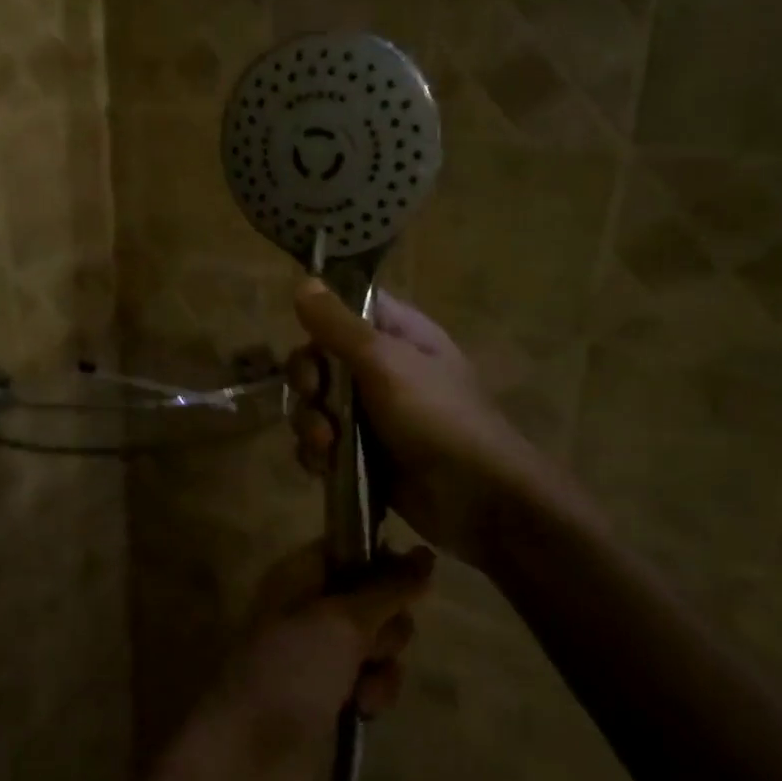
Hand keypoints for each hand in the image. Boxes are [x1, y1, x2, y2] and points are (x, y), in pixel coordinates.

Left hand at [175, 540, 433, 780]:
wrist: (250, 761)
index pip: (349, 548)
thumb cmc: (291, 672)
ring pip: (381, 642)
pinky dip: (375, 693)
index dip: (383, 559)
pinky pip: (374, 680)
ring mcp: (321, 655)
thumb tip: (424, 553)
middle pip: (375, 597)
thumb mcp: (342, 621)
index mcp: (298, 576)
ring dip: (384, 664)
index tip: (415, 573)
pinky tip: (362, 712)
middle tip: (372, 644)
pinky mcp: (333, 697)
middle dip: (387, 622)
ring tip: (363, 688)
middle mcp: (310, 609)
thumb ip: (387, 588)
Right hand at [286, 283, 607, 561]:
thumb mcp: (385, 363)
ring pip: (314, 404)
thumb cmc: (437, 417)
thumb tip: (305, 281)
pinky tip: (326, 467)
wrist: (476, 499)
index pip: (344, 309)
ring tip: (327, 446)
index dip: (320, 322)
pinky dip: (317, 454)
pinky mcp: (361, 453)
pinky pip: (320, 443)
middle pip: (318, 359)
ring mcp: (370, 413)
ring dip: (309, 423)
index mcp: (396, 333)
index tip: (312, 341)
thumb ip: (339, 325)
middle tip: (316, 397)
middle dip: (308, 382)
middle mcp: (380, 367)